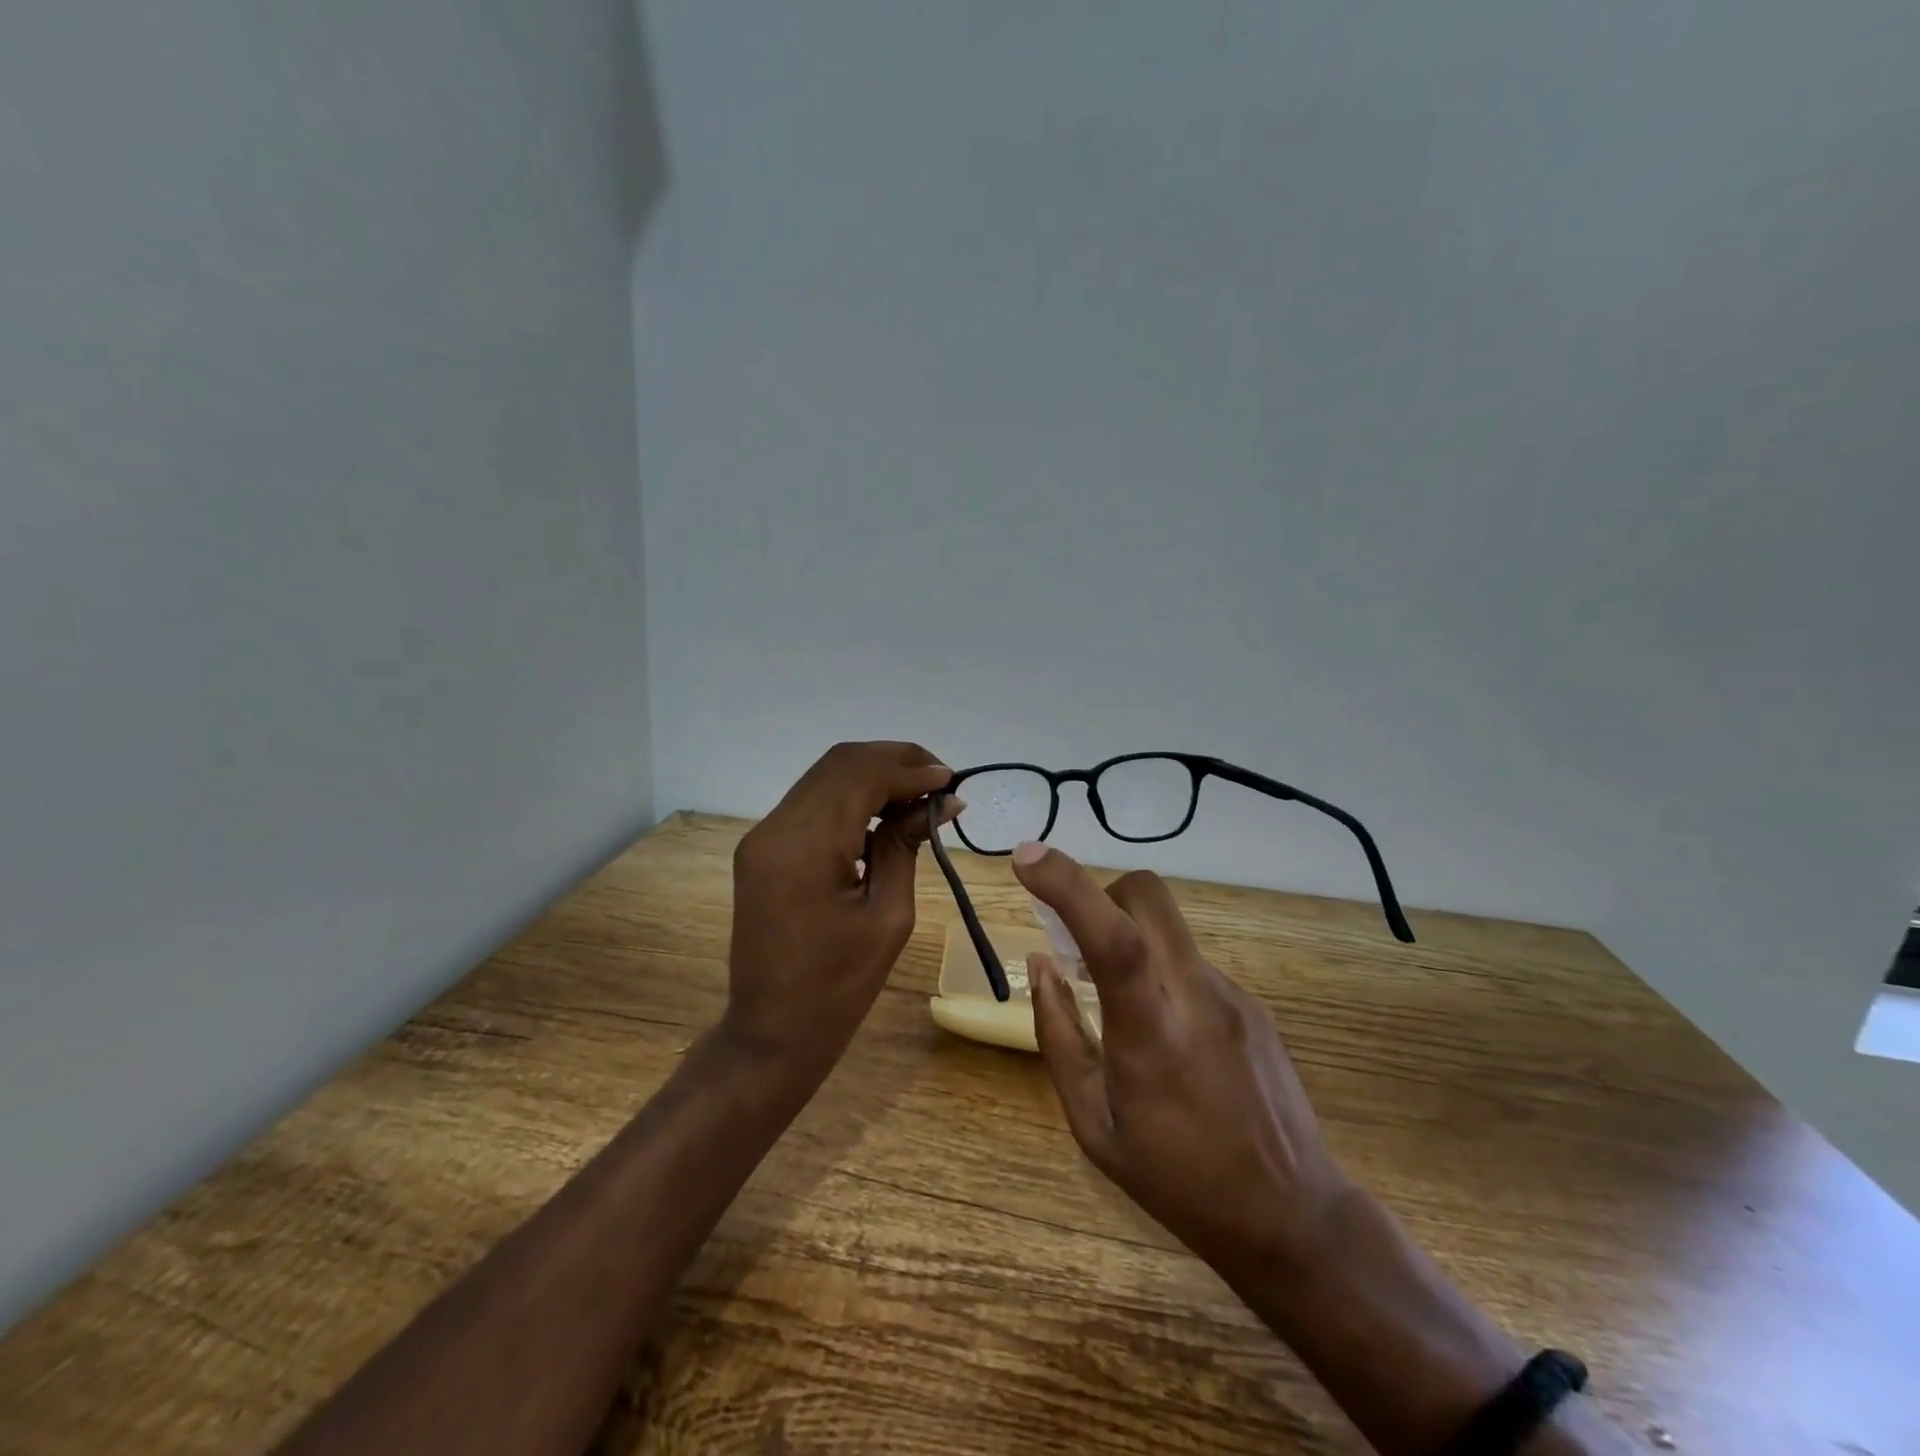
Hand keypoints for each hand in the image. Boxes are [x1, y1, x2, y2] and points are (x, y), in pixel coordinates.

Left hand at [723, 741, 955, 1079]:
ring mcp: (762, 835)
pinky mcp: (762, 846)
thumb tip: (942, 801)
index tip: (952, 781)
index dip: (910, 768)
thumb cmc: (838, 989)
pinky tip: (885, 809)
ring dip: (874, 773)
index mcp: (805, 849)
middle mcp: (775, 829)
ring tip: (920, 792)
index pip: (860, 776)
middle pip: (840, 763)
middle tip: (940, 781)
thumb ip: (906, 846)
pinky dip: (852, 794)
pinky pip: (813, 800)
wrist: (771, 1033)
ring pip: (825, 775)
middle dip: (894, 760)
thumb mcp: (888, 917)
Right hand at [1012, 841, 1351, 1283]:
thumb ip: (1059, 1035)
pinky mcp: (1251, 1002)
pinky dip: (1160, 970)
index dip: (1068, 885)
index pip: (1113, 936)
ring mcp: (1232, 994)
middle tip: (1079, 938)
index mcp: (1151, 1034)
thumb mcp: (1093, 1124)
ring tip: (1116, 999)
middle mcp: (1197, 997)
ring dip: (1129, 937)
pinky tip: (1165, 1031)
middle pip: (1148, 896)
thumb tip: (1038, 964)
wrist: (1292, 1215)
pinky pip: (1189, 961)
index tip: (1025, 857)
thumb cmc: (1176, 1179)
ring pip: (1168, 927)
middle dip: (1102, 893)